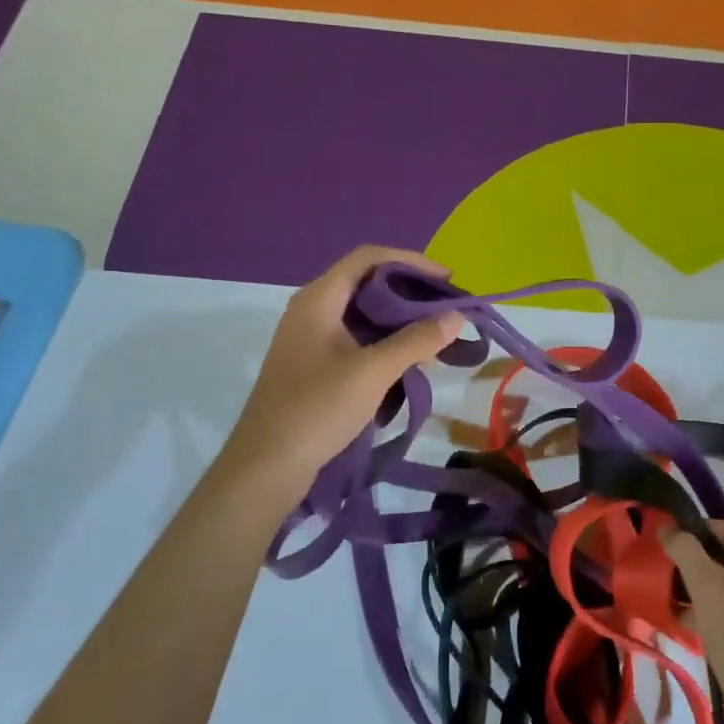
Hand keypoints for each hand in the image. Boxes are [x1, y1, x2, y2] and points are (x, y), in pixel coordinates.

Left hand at [221, 245, 462, 492]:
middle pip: (366, 283)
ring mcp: (309, 339)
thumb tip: (457, 316)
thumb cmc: (318, 408)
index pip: (368, 258)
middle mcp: (311, 310)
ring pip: (362, 315)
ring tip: (434, 335)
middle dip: (409, 292)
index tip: (446, 279)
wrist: (266, 465)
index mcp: (319, 299)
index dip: (410, 261)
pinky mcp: (312, 366)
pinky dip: (383, 344)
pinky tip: (407, 363)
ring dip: (398, 321)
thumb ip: (417, 341)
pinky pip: (354, 340)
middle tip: (446, 309)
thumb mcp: (373, 372)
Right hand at [665, 521, 723, 711]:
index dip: (694, 530)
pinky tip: (688, 621)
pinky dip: (713, 610)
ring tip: (671, 596)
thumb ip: (685, 550)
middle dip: (696, 563)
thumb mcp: (706, 587)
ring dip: (701, 588)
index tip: (666, 540)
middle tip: (666, 570)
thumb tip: (668, 528)